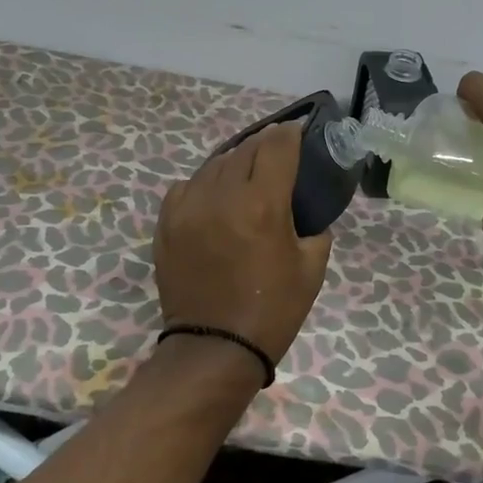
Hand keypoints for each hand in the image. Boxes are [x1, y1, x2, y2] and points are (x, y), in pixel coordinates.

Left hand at [153, 122, 333, 363]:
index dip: (290, 134)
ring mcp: (189, 208)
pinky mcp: (167, 224)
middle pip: (245, 149)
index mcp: (263, 204)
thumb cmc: (272, 310)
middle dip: (264, 144)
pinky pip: (186, 186)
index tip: (297, 133)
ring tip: (245, 172)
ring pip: (214, 164)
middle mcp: (223, 196)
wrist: (214, 349)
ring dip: (234, 162)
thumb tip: (306, 210)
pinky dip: (204, 184)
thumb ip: (315, 227)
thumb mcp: (312, 268)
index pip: (277, 146)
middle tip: (275, 152)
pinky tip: (214, 197)